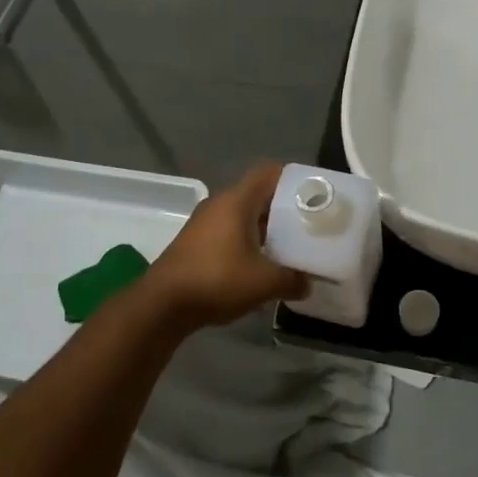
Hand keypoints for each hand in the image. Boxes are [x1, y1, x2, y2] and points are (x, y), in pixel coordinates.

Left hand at [143, 162, 307, 328]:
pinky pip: (230, 232)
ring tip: (290, 247)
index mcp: (237, 201)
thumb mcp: (264, 282)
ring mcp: (204, 223)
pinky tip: (261, 264)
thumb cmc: (217, 280)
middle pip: (258, 195)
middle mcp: (220, 204)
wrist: (163, 304)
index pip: (269, 173)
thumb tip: (308, 283)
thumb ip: (292, 279)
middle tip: (308, 225)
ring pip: (244, 216)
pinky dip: (248, 242)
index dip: (293, 180)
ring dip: (266, 229)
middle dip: (284, 209)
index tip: (314, 196)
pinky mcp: (196, 243)